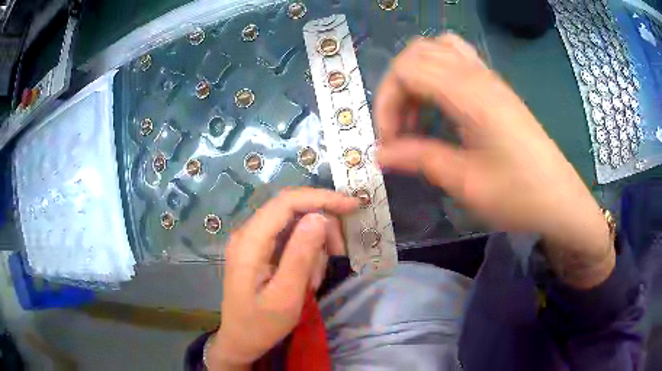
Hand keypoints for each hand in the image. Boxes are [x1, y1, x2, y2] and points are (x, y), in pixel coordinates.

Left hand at [207, 188, 357, 368]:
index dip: (321, 198)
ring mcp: (252, 240)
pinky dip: (305, 254)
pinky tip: (307, 277)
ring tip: (315, 279)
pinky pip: (289, 239)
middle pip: (292, 209)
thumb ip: (301, 255)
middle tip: (338, 254)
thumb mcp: (286, 296)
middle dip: (321, 226)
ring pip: (294, 224)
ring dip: (314, 246)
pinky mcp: (259, 249)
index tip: (352, 206)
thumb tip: (320, 217)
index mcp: (249, 241)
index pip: (286, 202)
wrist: (240, 340)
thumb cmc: (261, 324)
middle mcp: (248, 233)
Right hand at [375, 34, 612, 288]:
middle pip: (416, 54)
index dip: (386, 101)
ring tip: (418, 115)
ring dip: (416, 77)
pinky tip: (441, 105)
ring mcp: (489, 77)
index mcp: (469, 93)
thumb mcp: (465, 182)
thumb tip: (380, 153)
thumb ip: (419, 159)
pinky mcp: (496, 88)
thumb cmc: (518, 194)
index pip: (406, 70)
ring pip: (436, 50)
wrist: (560, 199)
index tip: (388, 141)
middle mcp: (477, 74)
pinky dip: (437, 74)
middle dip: (396, 88)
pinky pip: (457, 60)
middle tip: (400, 129)